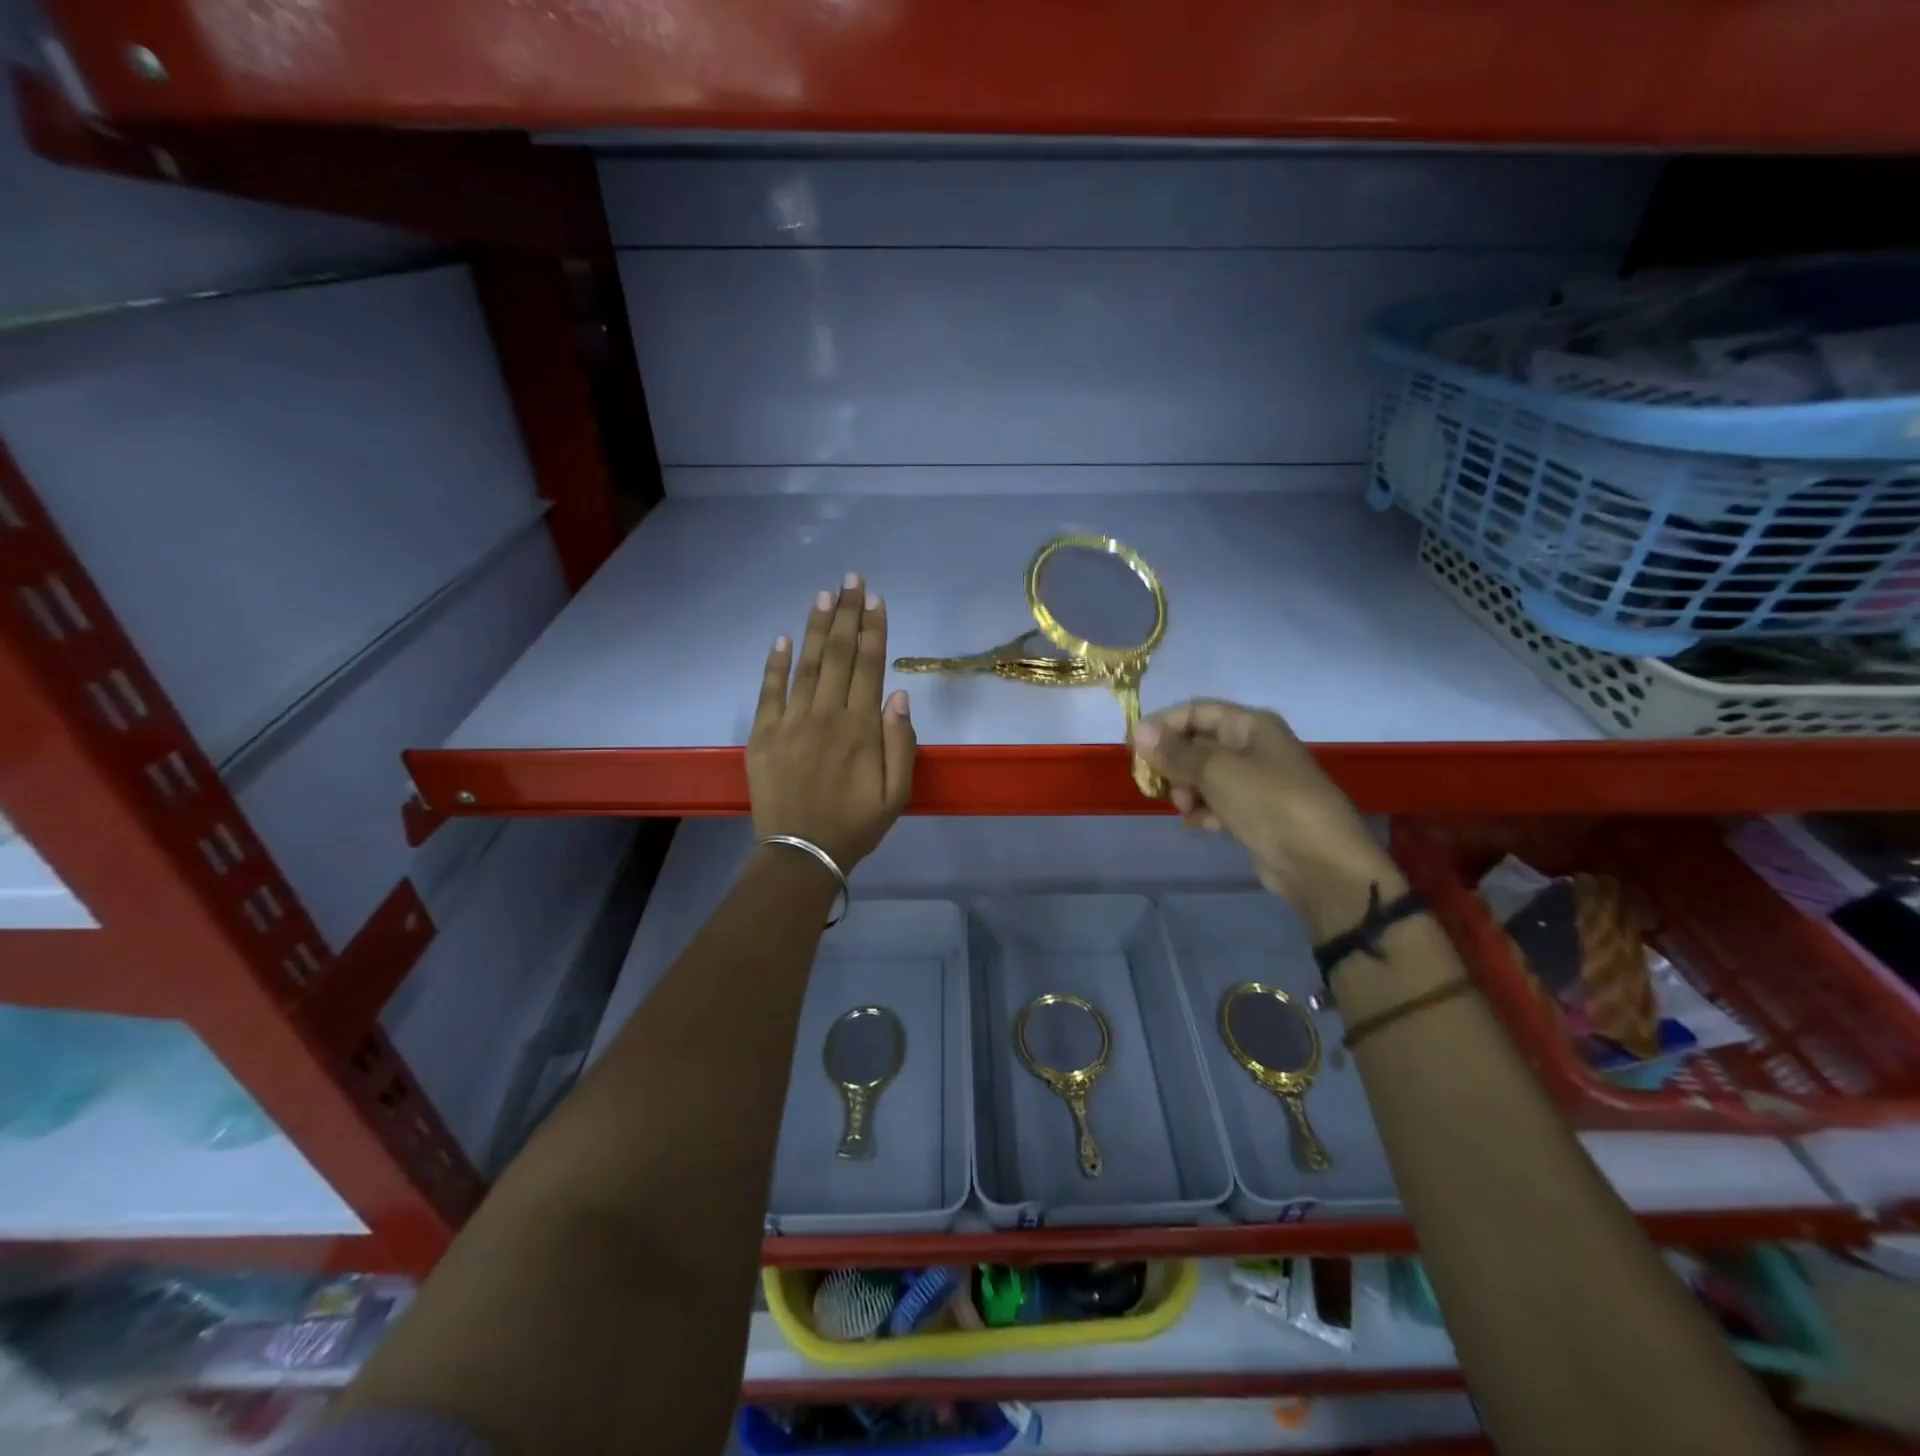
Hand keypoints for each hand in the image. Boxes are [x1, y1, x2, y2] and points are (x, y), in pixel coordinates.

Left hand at [749, 574, 915, 871]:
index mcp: (861, 728)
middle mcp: (826, 716)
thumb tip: (899, 695)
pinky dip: (775, 664)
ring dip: (817, 628)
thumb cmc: (856, 825)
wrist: (801, 853)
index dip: (874, 630)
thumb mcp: (897, 793)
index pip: (870, 667)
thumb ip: (901, 743)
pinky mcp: (763, 735)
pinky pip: (769, 692)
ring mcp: (791, 722)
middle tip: (852, 580)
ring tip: (824, 595)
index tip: (876, 600)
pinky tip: (782, 638)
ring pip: (807, 665)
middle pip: (840, 656)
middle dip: (848, 615)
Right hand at [1131, 701, 1404, 933]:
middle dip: (1174, 762)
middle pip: (1198, 743)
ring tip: (1185, 807)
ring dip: (1187, 789)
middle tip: (1157, 783)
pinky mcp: (1255, 813)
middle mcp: (1253, 747)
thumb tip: (1139, 730)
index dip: (1162, 725)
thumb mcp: (1217, 771)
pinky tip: (1200, 825)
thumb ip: (1175, 752)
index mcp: (1251, 725)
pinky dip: (1204, 811)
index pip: (1196, 711)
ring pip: (1204, 776)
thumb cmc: (1269, 803)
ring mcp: (1255, 782)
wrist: (1319, 862)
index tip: (1133, 748)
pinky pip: (1217, 803)